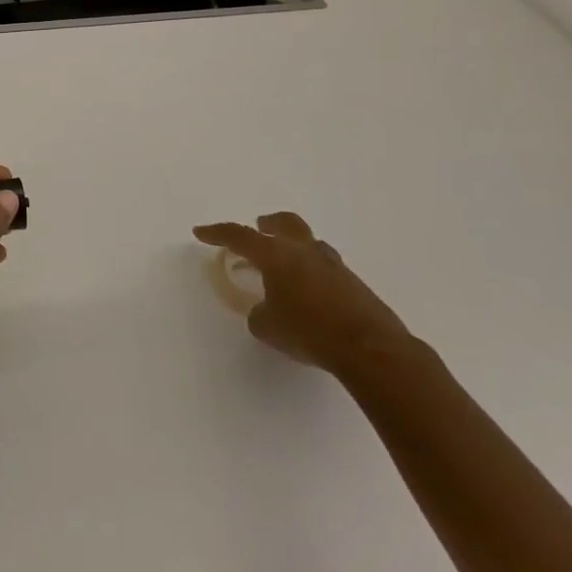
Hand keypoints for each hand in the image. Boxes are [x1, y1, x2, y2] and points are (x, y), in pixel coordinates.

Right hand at [192, 211, 408, 374]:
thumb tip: (266, 309)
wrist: (370, 348)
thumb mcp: (267, 327)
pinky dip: (312, 272)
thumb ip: (259, 312)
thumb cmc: (309, 332)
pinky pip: (325, 267)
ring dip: (293, 247)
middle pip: (284, 223)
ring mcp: (333, 264)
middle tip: (258, 229)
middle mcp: (304, 251)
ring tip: (285, 268)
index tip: (200, 232)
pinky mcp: (353, 283)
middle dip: (267, 224)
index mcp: (276, 255)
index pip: (239, 235)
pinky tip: (309, 294)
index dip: (217, 233)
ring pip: (309, 243)